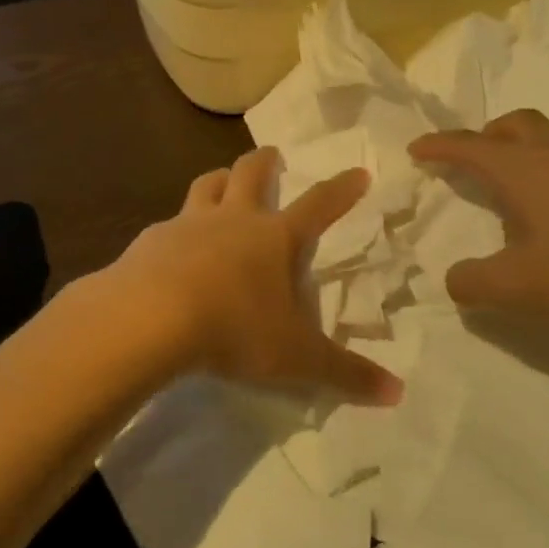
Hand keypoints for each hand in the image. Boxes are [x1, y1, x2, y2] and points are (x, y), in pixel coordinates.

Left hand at [94, 147, 403, 404]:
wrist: (151, 318)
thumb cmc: (235, 329)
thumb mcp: (297, 358)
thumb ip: (346, 374)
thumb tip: (398, 393)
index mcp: (275, 238)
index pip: (318, 205)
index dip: (341, 189)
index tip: (357, 172)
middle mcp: (233, 219)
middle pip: (251, 173)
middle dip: (266, 161)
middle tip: (272, 154)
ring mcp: (188, 224)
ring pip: (206, 185)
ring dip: (218, 179)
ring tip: (222, 180)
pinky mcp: (151, 240)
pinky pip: (168, 224)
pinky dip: (176, 227)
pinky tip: (172, 246)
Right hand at [410, 111, 548, 330]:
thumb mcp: (521, 287)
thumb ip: (474, 283)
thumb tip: (452, 279)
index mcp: (521, 168)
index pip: (467, 146)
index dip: (438, 146)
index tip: (416, 148)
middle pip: (514, 124)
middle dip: (487, 136)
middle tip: (477, 157)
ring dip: (534, 141)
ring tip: (531, 170)